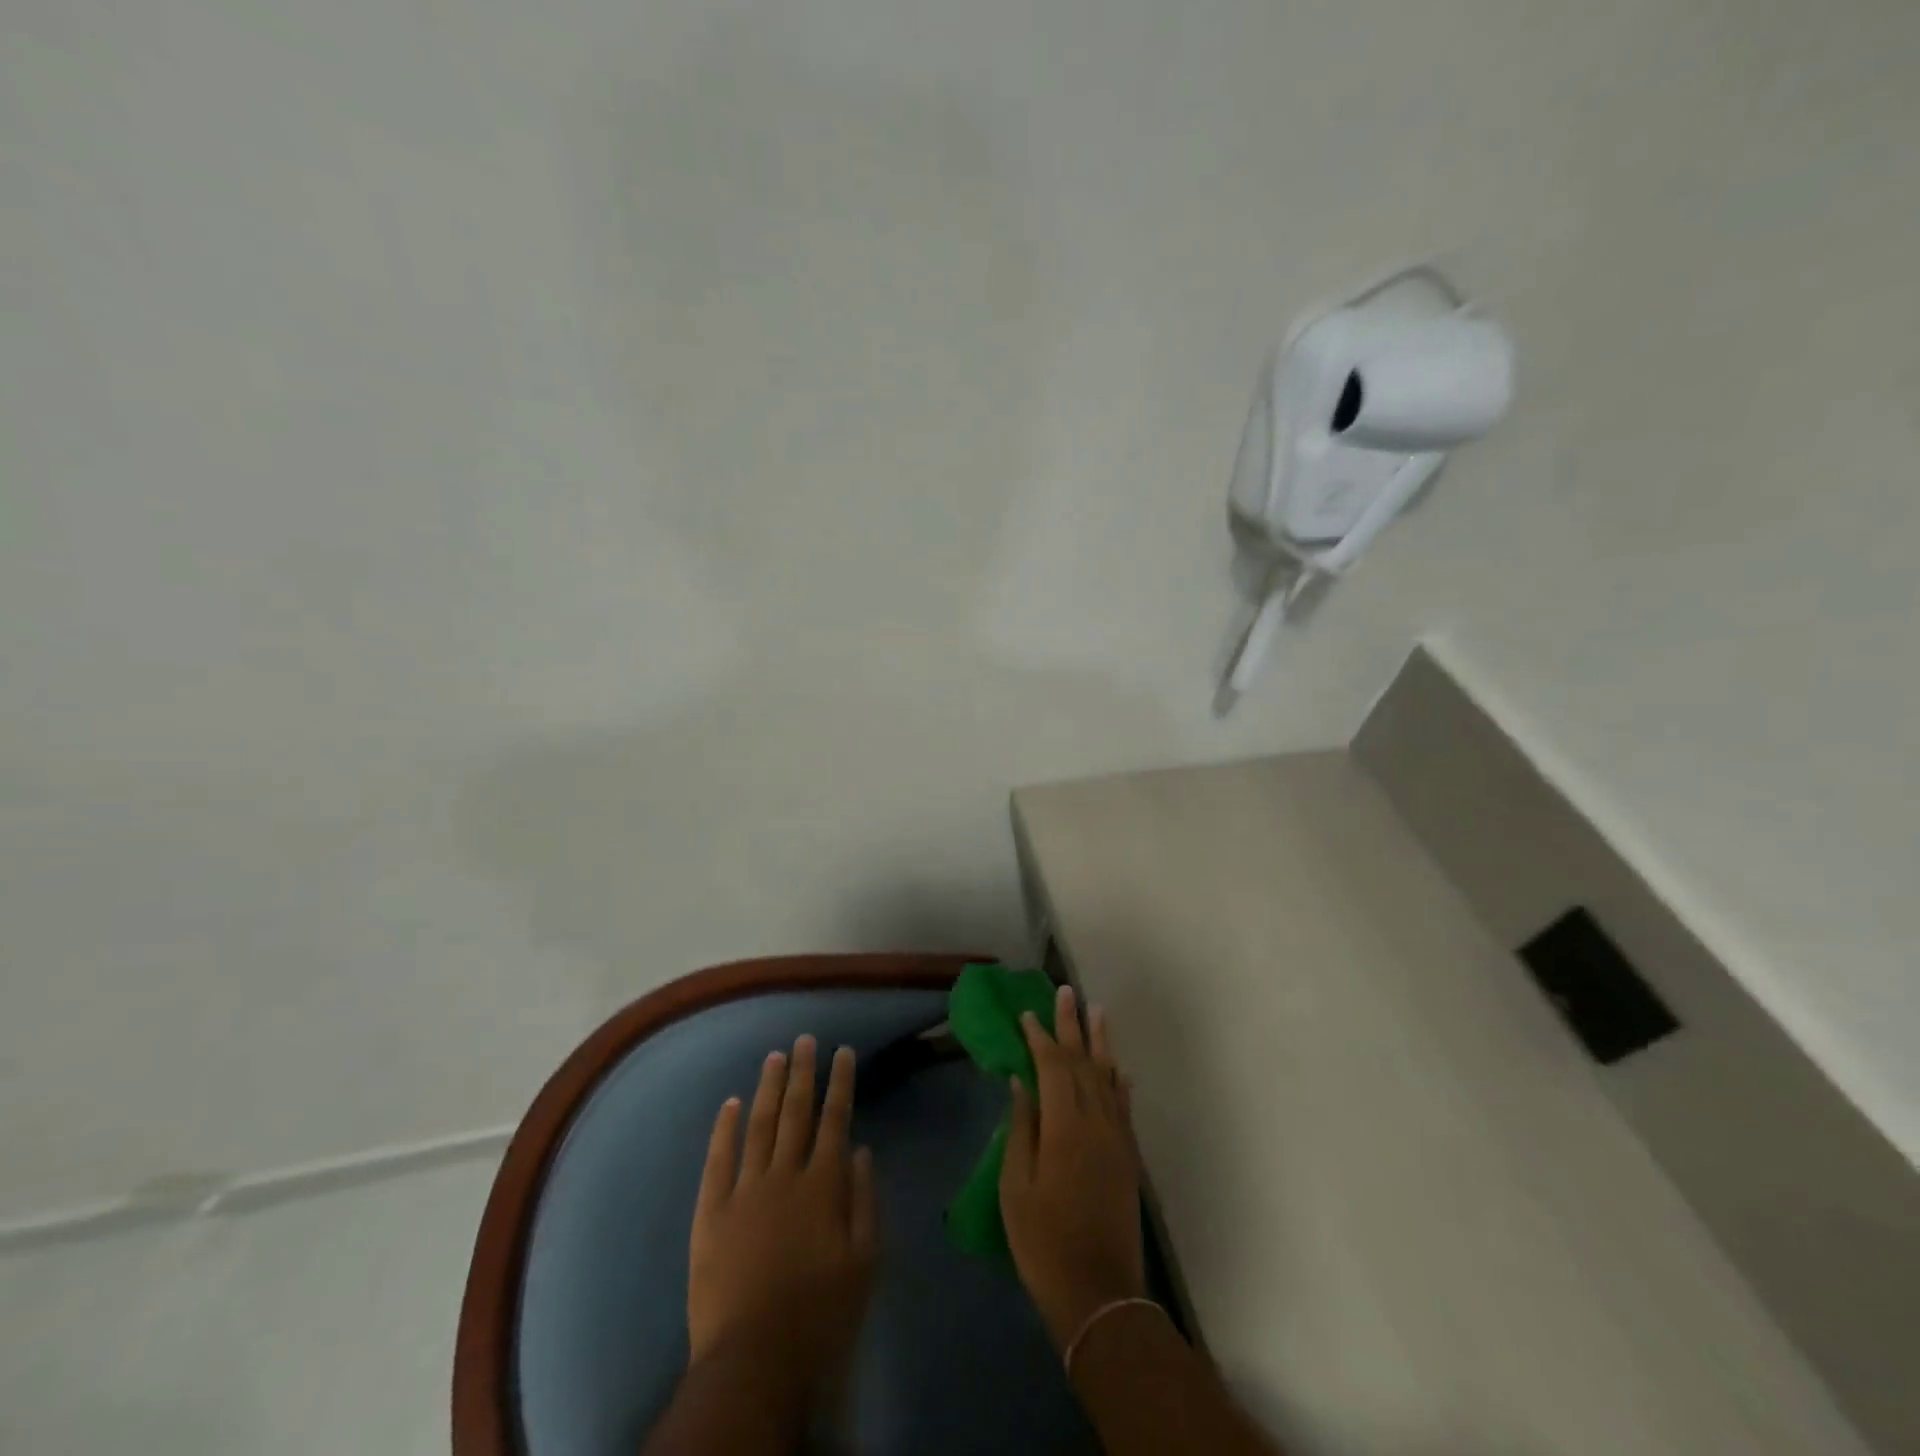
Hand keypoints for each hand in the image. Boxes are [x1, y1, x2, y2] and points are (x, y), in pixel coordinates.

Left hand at [687, 1036, 877, 1389]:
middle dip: (803, 1072)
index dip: (840, 1083)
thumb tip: (860, 1149)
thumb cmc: (820, 1315)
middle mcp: (784, 1175)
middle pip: (796, 1112)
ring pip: (758, 1126)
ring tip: (775, 1057)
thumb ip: (864, 1201)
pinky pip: (717, 1160)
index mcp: (822, 1185)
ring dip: (768, 1089)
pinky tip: (728, 1103)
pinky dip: (723, 1129)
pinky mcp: (710, 1213)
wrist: (753, 1360)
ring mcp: (743, 1191)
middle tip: (805, 1040)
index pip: (835, 1120)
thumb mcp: (864, 1263)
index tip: (842, 1051)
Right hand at [1000, 986, 1146, 1351]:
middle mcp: (1096, 1122)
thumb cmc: (1044, 1242)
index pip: (1052, 1067)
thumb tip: (1021, 1082)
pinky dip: (1119, 1082)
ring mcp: (1117, 1138)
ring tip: (1097, 1011)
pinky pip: (1124, 1105)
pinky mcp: (1128, 1156)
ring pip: (1108, 1077)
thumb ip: (1021, 1129)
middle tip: (1066, 992)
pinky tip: (1118, 1069)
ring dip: (1101, 1043)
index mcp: (1064, 1126)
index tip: (1027, 1015)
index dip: (1039, 1037)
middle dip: (1072, 1026)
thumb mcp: (1016, 1187)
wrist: (1099, 1294)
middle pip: (1083, 1062)